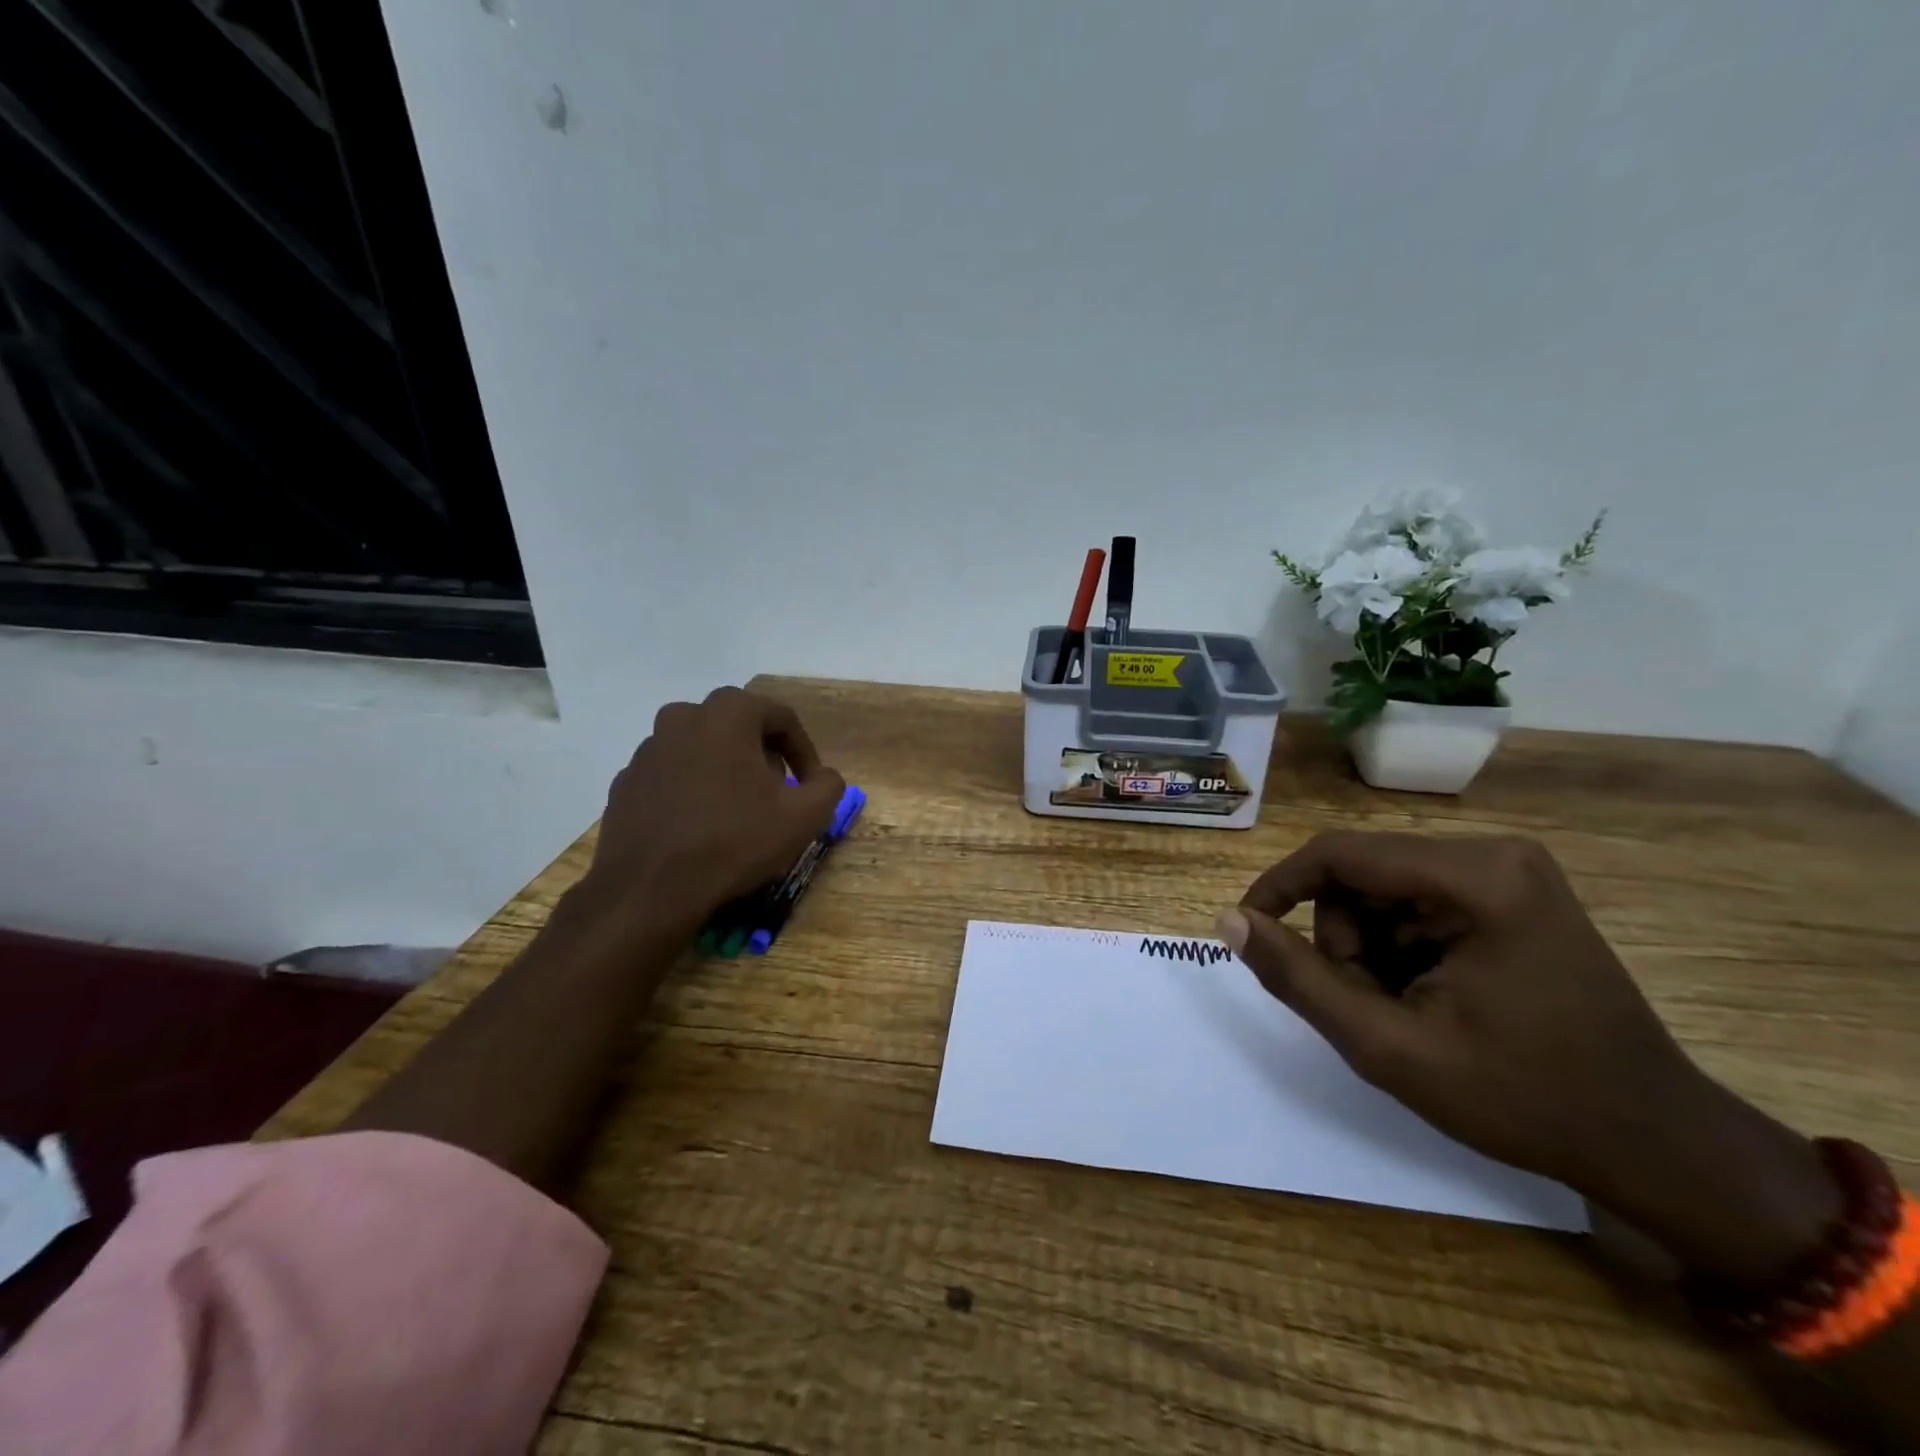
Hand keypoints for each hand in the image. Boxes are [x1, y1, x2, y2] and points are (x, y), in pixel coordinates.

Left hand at [576, 688, 846, 936]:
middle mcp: (682, 718)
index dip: (804, 752)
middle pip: (739, 727)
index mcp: (727, 714)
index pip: (781, 718)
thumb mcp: (804, 816)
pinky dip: (692, 790)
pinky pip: (672, 775)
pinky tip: (701, 826)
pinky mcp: (626, 782)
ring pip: (702, 749)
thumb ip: (828, 786)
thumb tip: (824, 778)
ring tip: (740, 812)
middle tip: (777, 794)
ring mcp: (647, 749)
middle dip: (764, 756)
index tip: (811, 786)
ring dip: (727, 770)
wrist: (649, 890)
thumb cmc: (734, 842)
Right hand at [1218, 832, 1837, 1282]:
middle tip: (1365, 1005)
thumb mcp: (1389, 1046)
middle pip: (1362, 873)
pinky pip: (1417, 901)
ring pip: (1383, 889)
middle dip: (1342, 938)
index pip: (1339, 854)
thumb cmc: (1524, 1098)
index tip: (1248, 931)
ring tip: (1402, 1010)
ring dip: (1369, 947)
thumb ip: (1298, 978)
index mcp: (1476, 877)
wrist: (1656, 1142)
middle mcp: (1494, 853)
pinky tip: (1429, 997)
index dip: (1278, 887)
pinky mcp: (1514, 893)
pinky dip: (1400, 948)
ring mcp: (1510, 871)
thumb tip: (1229, 920)